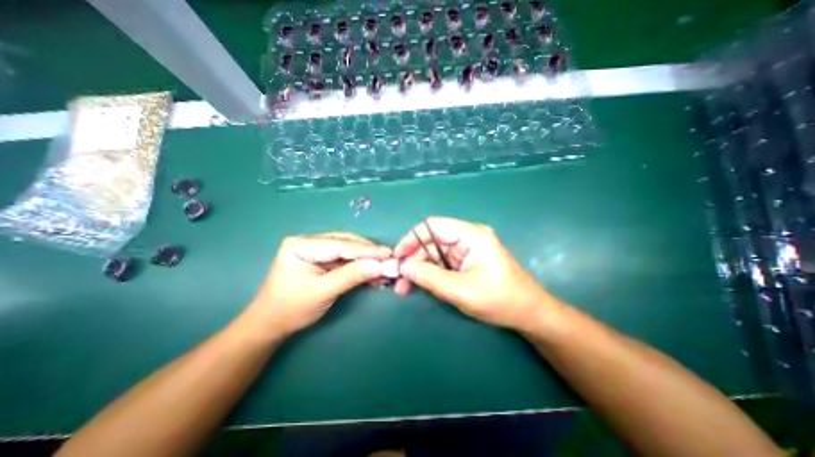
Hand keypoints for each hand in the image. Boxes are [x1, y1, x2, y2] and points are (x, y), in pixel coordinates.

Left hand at [249, 234, 391, 337]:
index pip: (340, 244)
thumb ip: (351, 276)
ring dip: (366, 261)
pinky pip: (345, 260)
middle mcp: (309, 241)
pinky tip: (372, 273)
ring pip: (348, 251)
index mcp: (301, 244)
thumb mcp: (322, 292)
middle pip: (346, 243)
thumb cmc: (290, 308)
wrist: (270, 325)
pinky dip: (359, 267)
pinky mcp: (322, 259)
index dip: (367, 250)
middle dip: (368, 254)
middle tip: (389, 261)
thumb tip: (380, 266)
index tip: (389, 254)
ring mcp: (316, 250)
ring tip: (383, 270)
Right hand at [392, 218, 557, 331]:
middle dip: (413, 260)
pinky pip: (443, 262)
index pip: (433, 226)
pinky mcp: (467, 260)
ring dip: (420, 269)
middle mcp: (468, 237)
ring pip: (435, 253)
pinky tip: (422, 286)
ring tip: (405, 288)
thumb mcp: (460, 290)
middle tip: (399, 281)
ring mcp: (467, 249)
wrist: (529, 313)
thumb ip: (430, 277)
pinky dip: (430, 273)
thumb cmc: (499, 300)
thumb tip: (404, 266)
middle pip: (431, 241)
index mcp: (471, 235)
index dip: (411, 239)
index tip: (397, 258)